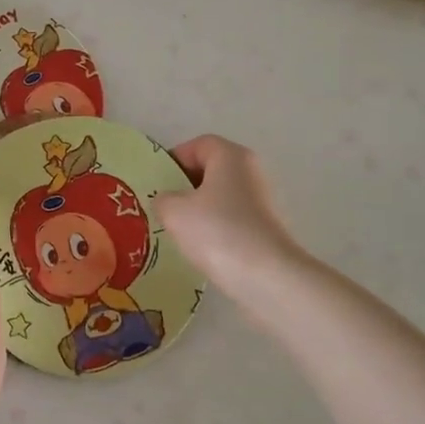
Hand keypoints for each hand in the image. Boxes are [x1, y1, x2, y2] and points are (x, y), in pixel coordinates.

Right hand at [154, 135, 308, 300]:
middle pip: (211, 169)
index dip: (174, 159)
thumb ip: (162, 198)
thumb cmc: (217, 232)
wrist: (267, 278)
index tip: (157, 182)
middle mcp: (250, 172)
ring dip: (198, 210)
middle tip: (162, 205)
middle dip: (184, 185)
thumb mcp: (174, 211)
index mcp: (231, 156)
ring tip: (177, 230)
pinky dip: (214, 229)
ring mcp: (262, 201)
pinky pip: (231, 219)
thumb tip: (167, 201)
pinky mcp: (266, 229)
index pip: (198, 145)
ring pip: (220, 196)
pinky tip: (200, 248)